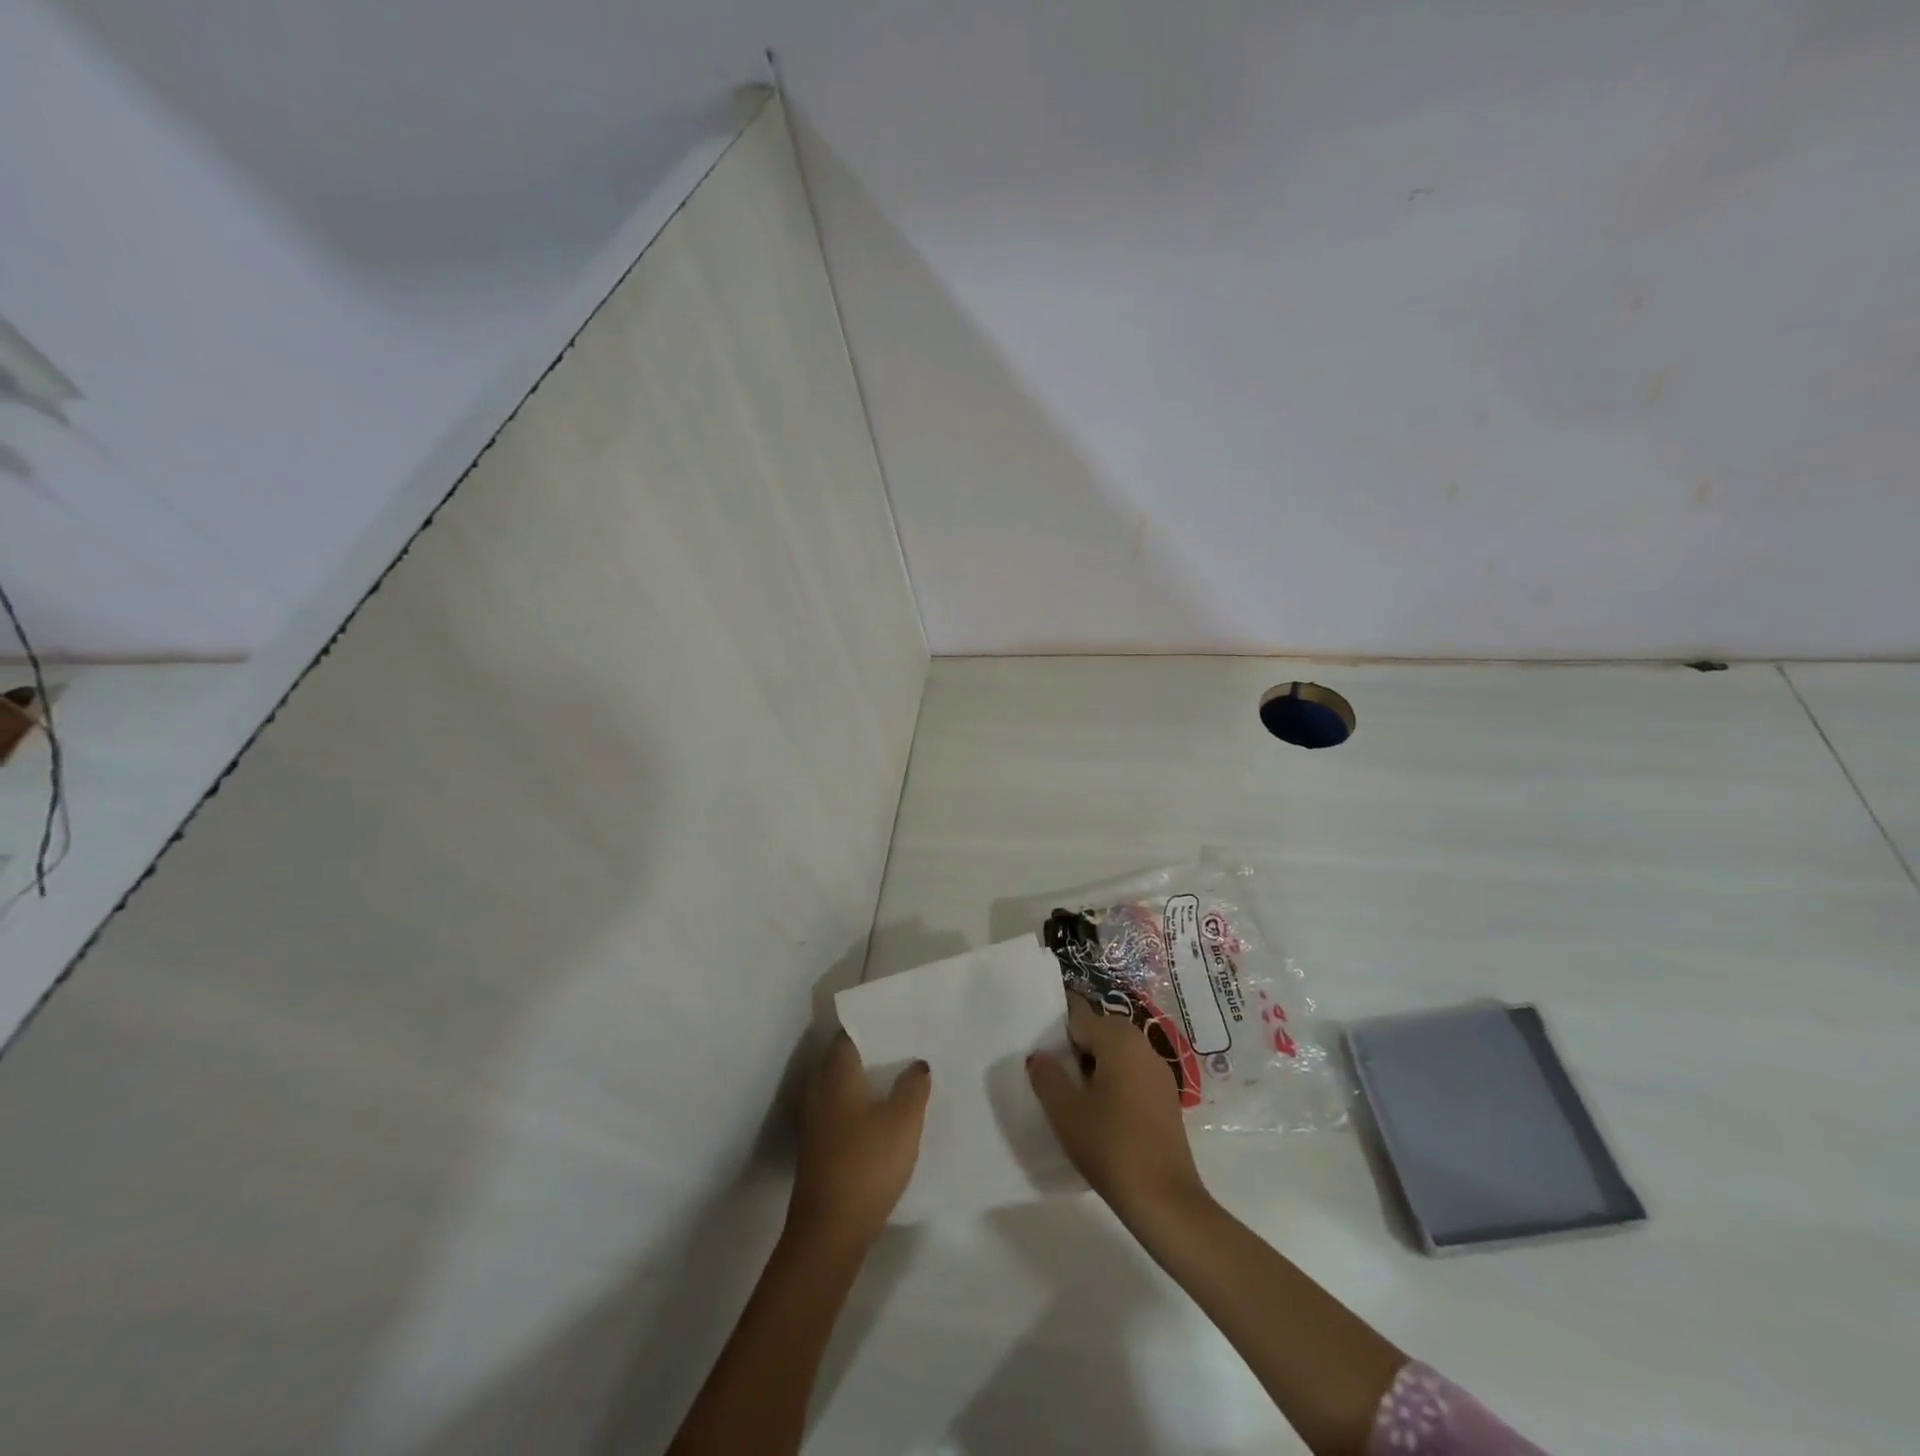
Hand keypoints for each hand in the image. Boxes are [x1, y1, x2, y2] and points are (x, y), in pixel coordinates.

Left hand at [787, 1033, 930, 1249]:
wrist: (829, 1231)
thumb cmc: (867, 1164)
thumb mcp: (903, 1121)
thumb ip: (913, 1086)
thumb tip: (917, 1063)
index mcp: (836, 1074)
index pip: (850, 1034)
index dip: (873, 1025)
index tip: (898, 1020)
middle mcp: (819, 1089)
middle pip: (844, 1058)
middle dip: (872, 1051)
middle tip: (906, 1046)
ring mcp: (815, 1120)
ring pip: (842, 1086)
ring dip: (867, 1080)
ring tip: (901, 1078)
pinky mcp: (818, 1146)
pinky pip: (841, 1109)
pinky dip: (860, 1105)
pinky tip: (884, 1115)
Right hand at [1028, 994, 1209, 1224]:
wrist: (1165, 1200)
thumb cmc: (1111, 1147)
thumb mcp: (1065, 1111)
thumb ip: (1047, 1075)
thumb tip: (1039, 1055)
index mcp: (1118, 1038)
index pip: (1079, 1014)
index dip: (1055, 1027)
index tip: (1037, 1044)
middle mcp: (1142, 1044)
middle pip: (1099, 1030)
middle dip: (1074, 1045)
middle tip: (1049, 1072)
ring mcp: (1158, 1070)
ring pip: (1116, 1052)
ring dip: (1093, 1064)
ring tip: (1070, 1093)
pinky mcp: (1165, 1096)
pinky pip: (1131, 1072)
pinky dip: (1112, 1080)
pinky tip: (1099, 1110)